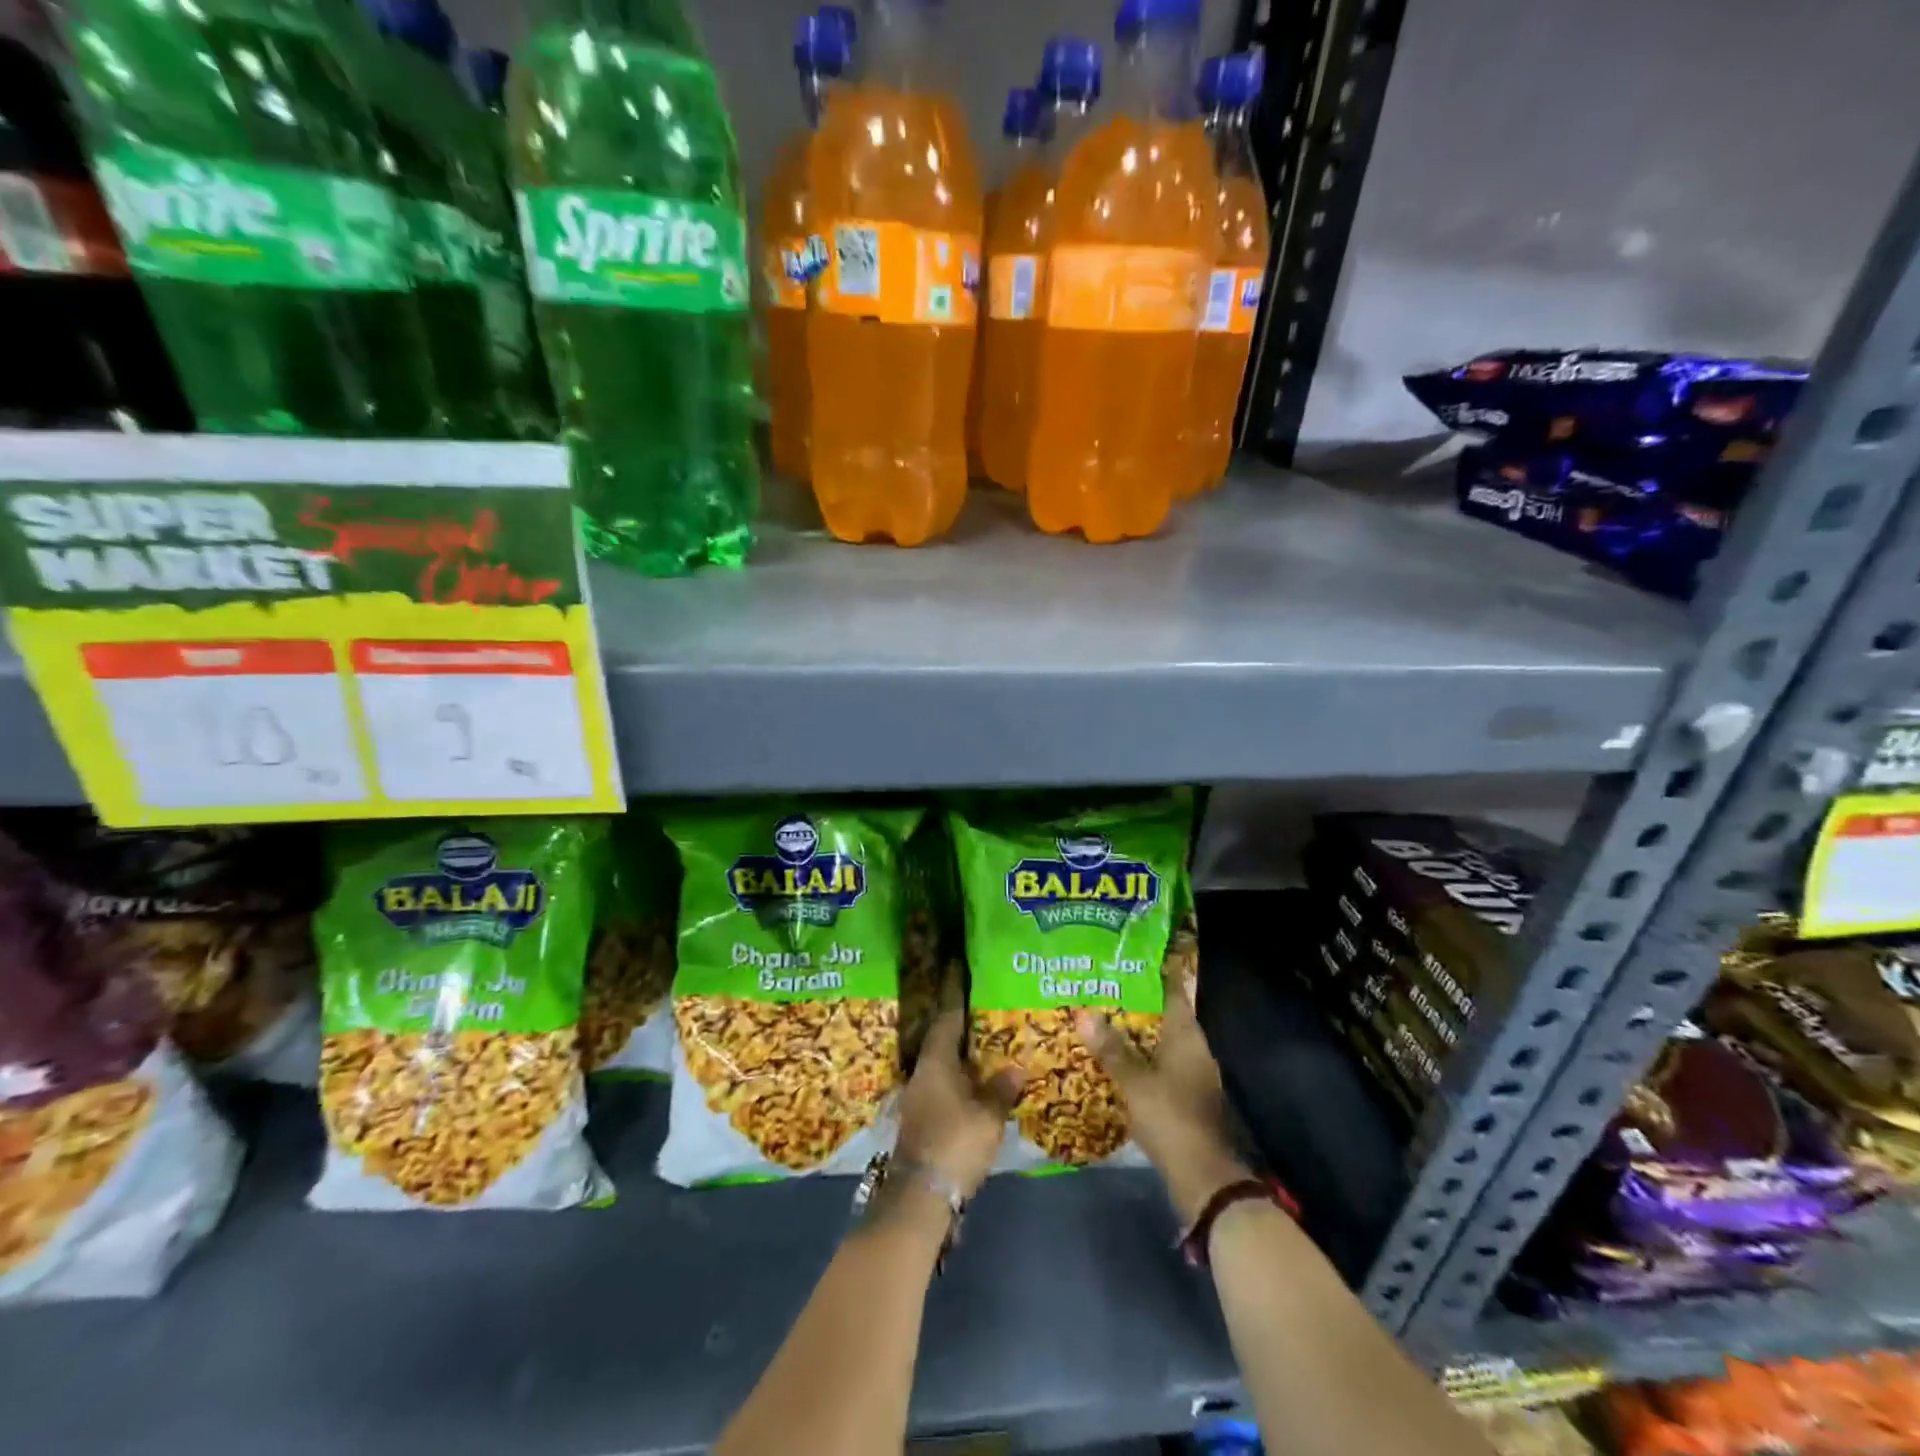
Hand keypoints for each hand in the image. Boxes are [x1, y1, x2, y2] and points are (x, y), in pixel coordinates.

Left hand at [895, 1004, 1024, 1198]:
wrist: (921, 1194)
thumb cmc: (956, 1142)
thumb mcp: (989, 1116)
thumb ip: (1002, 1089)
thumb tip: (1015, 1067)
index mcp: (935, 1062)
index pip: (946, 1021)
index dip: (957, 1002)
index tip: (968, 985)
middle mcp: (921, 1073)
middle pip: (941, 1043)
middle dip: (963, 1033)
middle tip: (988, 1020)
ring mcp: (917, 1097)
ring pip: (941, 1067)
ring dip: (960, 1060)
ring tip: (987, 1054)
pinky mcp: (920, 1119)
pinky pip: (940, 1087)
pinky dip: (957, 1082)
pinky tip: (975, 1088)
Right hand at [1076, 982, 1252, 1223]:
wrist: (1203, 1178)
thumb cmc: (1171, 1118)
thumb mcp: (1135, 1082)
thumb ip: (1111, 1049)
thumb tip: (1084, 1013)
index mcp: (1187, 1036)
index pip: (1172, 992)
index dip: (1152, 974)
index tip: (1125, 959)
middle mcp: (1193, 1049)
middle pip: (1163, 1016)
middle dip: (1134, 1004)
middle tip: (1100, 987)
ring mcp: (1191, 1074)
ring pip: (1159, 1042)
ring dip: (1134, 1033)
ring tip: (1100, 1019)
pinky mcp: (1184, 1097)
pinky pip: (1158, 1065)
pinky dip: (1138, 1058)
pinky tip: (1113, 1059)